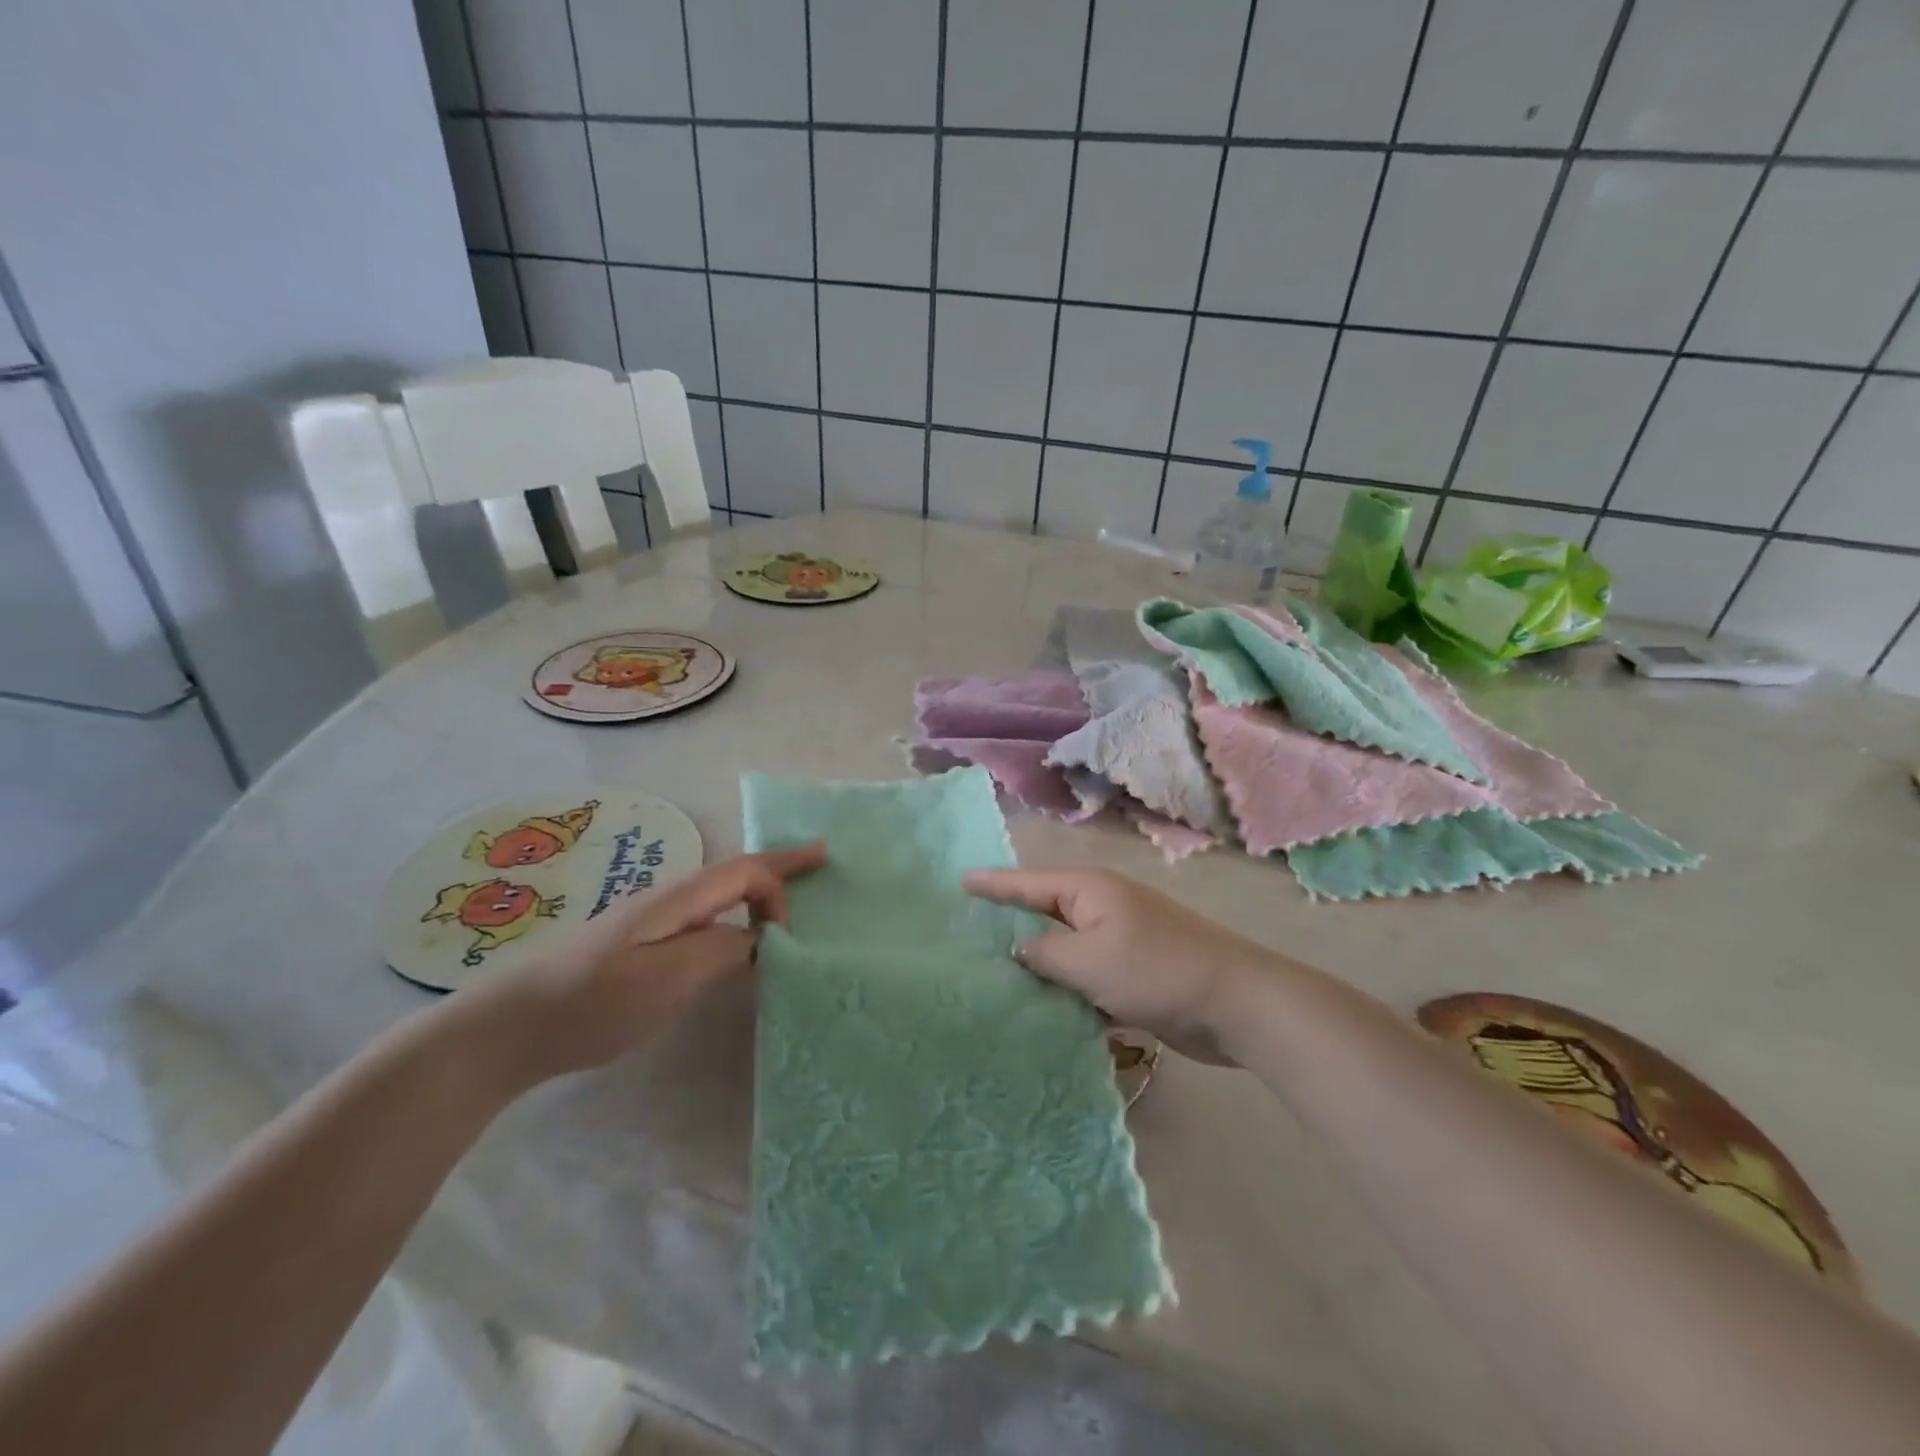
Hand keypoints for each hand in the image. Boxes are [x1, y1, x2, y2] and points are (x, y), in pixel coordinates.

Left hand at [464, 845, 826, 1083]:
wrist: (512, 1025)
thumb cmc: (594, 1001)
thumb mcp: (668, 978)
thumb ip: (722, 950)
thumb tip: (758, 940)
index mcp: (681, 898)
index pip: (747, 870)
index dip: (783, 883)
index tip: (793, 931)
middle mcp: (671, 898)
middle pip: (738, 870)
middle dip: (781, 864)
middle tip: (819, 860)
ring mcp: (654, 920)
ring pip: (721, 892)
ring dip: (759, 888)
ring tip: (789, 898)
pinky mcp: (642, 945)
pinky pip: (706, 916)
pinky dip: (736, 914)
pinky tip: (736, 937)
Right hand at [964, 868, 1267, 1064]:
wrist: (1236, 1003)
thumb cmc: (1156, 970)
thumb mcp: (1089, 961)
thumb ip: (1044, 954)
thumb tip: (1020, 949)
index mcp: (1090, 891)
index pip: (1029, 883)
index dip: (994, 884)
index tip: (960, 882)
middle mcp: (1103, 908)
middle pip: (1046, 911)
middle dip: (1011, 921)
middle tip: (968, 932)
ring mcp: (1122, 939)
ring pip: (1066, 947)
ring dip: (1039, 962)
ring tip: (994, 973)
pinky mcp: (1135, 972)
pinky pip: (1087, 974)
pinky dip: (1067, 987)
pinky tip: (1043, 1007)